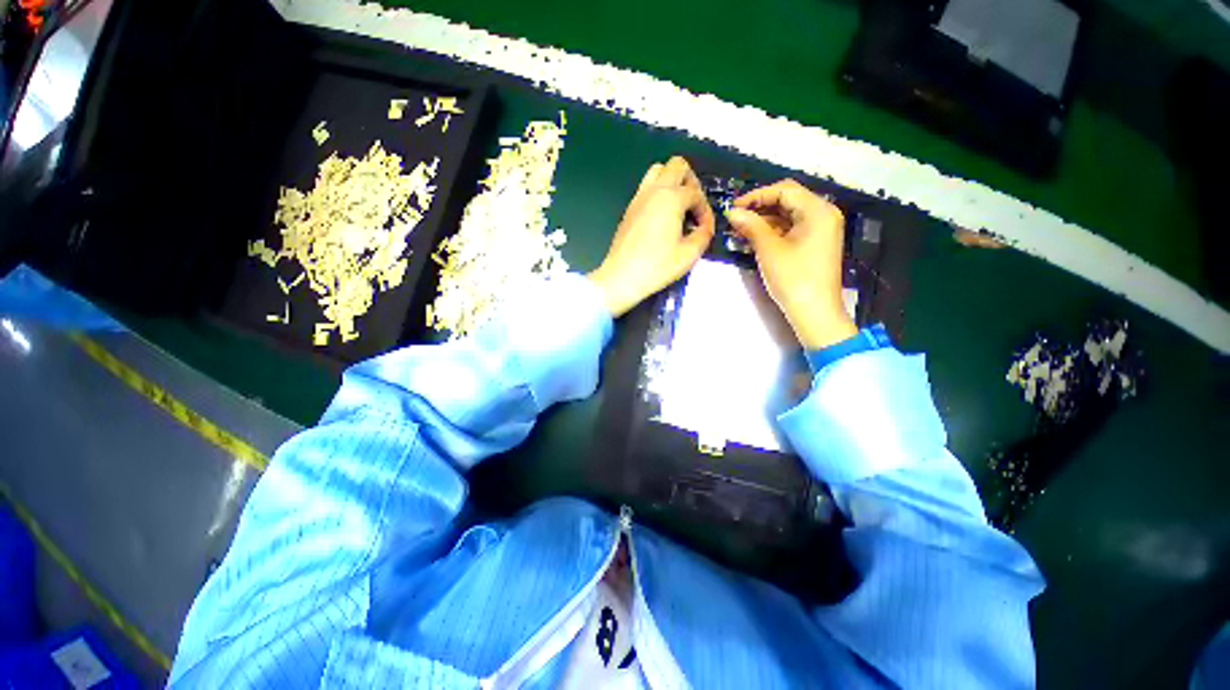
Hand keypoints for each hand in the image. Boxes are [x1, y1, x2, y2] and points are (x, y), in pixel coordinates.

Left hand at [588, 157, 714, 316]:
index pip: (696, 193)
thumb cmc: (656, 267)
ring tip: (678, 207)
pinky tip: (662, 217)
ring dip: (673, 182)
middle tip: (693, 207)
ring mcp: (638, 198)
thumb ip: (703, 235)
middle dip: (692, 182)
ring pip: (658, 171)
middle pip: (677, 165)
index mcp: (671, 198)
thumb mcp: (689, 254)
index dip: (705, 210)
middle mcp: (654, 190)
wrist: (622, 277)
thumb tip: (705, 227)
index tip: (705, 229)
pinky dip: (659, 193)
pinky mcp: (629, 208)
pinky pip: (646, 187)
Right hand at [725, 179, 856, 349]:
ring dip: (764, 220)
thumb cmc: (794, 278)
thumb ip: (751, 226)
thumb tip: (732, 212)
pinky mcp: (815, 244)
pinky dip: (773, 231)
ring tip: (740, 228)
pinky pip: (792, 229)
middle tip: (735, 217)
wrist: (814, 312)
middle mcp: (823, 214)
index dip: (757, 195)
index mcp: (818, 210)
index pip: (784, 191)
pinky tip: (754, 237)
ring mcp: (821, 230)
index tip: (733, 206)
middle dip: (760, 207)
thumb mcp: (769, 250)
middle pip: (788, 201)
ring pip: (788, 215)